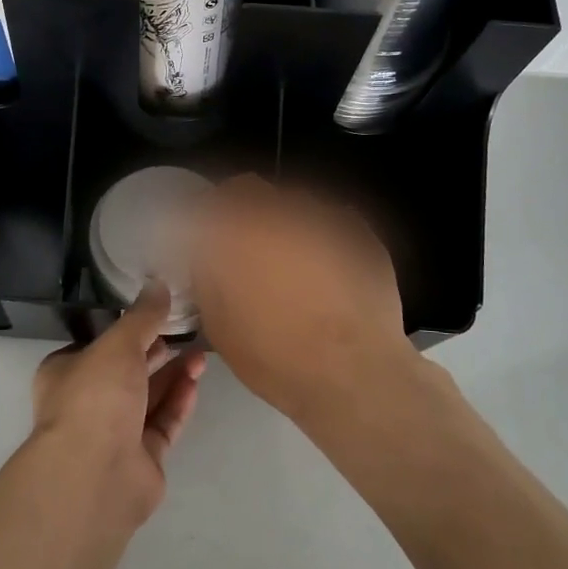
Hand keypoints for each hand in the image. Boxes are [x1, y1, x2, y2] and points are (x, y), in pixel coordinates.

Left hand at [31, 284, 203, 525]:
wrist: (96, 474)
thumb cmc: (96, 397)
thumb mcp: (119, 344)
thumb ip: (142, 316)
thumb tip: (159, 284)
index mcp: (66, 373)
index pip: (97, 346)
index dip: (126, 331)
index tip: (155, 315)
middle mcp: (87, 402)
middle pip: (127, 372)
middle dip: (156, 352)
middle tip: (186, 332)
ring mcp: (114, 434)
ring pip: (148, 398)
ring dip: (173, 376)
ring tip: (201, 354)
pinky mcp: (140, 459)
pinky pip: (162, 424)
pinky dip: (178, 403)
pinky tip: (196, 383)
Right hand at [192, 174, 426, 422]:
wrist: (357, 376)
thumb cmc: (277, 357)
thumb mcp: (219, 324)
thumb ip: (206, 276)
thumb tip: (207, 254)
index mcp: (239, 230)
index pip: (213, 200)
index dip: (208, 216)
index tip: (209, 238)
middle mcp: (280, 212)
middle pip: (254, 192)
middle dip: (246, 214)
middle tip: (249, 250)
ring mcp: (325, 218)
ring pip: (295, 204)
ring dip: (286, 224)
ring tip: (294, 263)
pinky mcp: (361, 233)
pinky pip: (331, 222)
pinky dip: (323, 238)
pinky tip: (329, 273)